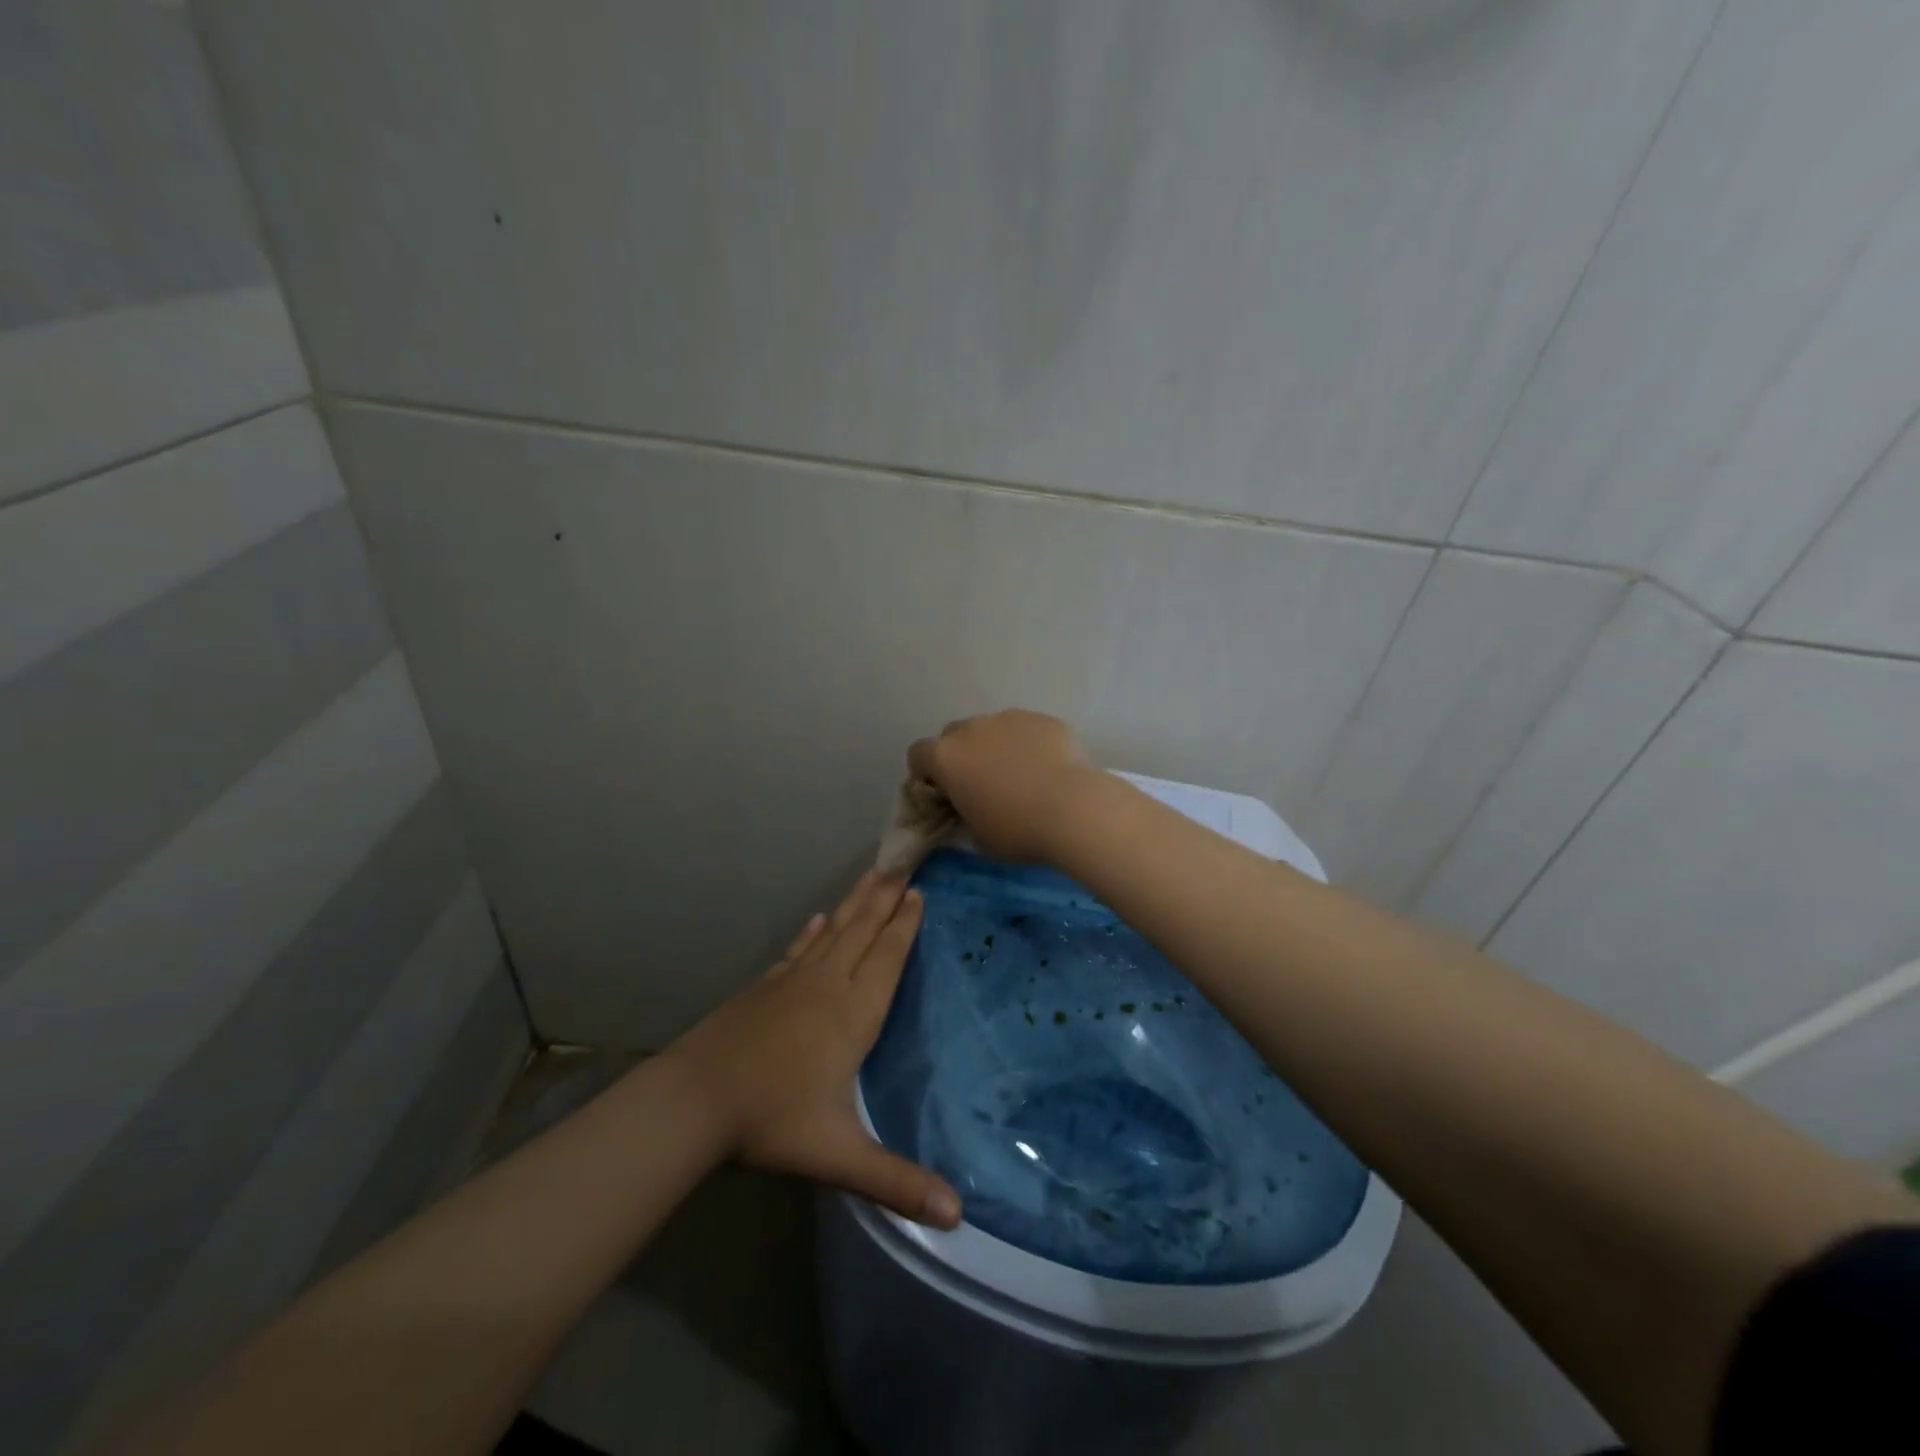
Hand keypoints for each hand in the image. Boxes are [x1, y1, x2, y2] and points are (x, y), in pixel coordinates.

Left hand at [665, 871, 961, 1228]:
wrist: (695, 1100)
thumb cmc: (772, 1121)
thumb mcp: (839, 1156)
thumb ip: (897, 1182)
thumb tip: (958, 1218)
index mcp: (852, 1014)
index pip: (888, 958)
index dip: (905, 925)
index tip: (919, 892)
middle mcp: (827, 985)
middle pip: (863, 931)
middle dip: (886, 897)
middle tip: (903, 861)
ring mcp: (792, 982)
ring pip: (834, 931)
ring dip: (855, 902)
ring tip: (872, 874)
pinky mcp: (765, 987)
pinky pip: (799, 948)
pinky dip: (813, 931)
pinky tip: (817, 919)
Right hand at [908, 710, 1096, 861]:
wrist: (1074, 809)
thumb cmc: (1017, 830)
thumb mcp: (979, 837)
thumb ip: (965, 817)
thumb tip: (970, 812)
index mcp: (946, 757)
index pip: (918, 755)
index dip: (926, 774)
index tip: (943, 794)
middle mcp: (972, 729)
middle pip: (953, 735)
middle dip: (961, 756)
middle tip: (980, 785)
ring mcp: (1009, 718)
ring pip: (992, 729)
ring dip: (995, 747)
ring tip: (1020, 776)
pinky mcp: (1042, 719)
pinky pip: (1026, 730)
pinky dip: (1029, 745)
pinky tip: (1047, 770)